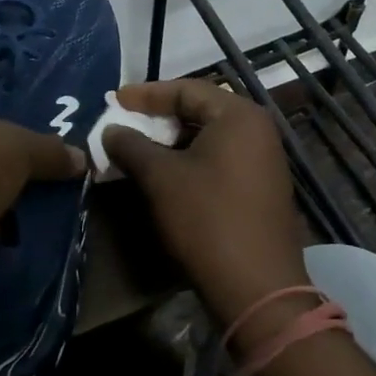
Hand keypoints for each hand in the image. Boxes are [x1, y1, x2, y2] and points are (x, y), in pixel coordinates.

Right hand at [105, 79, 311, 320]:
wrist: (256, 286)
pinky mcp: (261, 187)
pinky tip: (165, 174)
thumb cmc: (206, 218)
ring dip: (172, 140)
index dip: (147, 94)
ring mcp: (264, 160)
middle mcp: (258, 130)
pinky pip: (220, 159)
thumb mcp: (160, 178)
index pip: (187, 89)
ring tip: (138, 149)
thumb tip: (111, 129)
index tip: (115, 100)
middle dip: (159, 116)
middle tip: (126, 122)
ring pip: (209, 137)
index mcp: (239, 116)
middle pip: (200, 110)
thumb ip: (131, 145)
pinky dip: (190, 159)